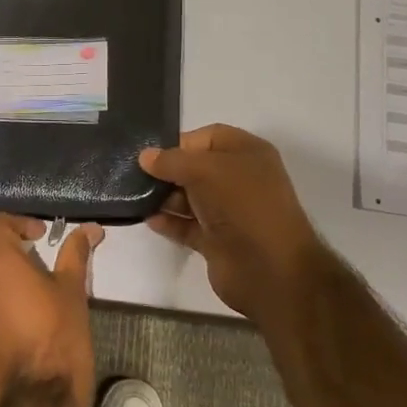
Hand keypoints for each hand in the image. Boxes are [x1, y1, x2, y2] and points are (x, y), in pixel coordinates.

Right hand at [139, 125, 330, 327]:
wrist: (270, 268)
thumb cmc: (242, 205)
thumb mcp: (205, 170)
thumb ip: (171, 161)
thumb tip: (145, 157)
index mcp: (248, 153)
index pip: (208, 138)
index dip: (180, 143)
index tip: (151, 155)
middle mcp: (240, 179)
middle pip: (196, 168)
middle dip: (168, 171)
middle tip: (136, 177)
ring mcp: (229, 212)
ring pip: (190, 198)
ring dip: (165, 197)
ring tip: (138, 198)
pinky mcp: (218, 240)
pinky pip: (188, 225)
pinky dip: (170, 222)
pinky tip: (149, 220)